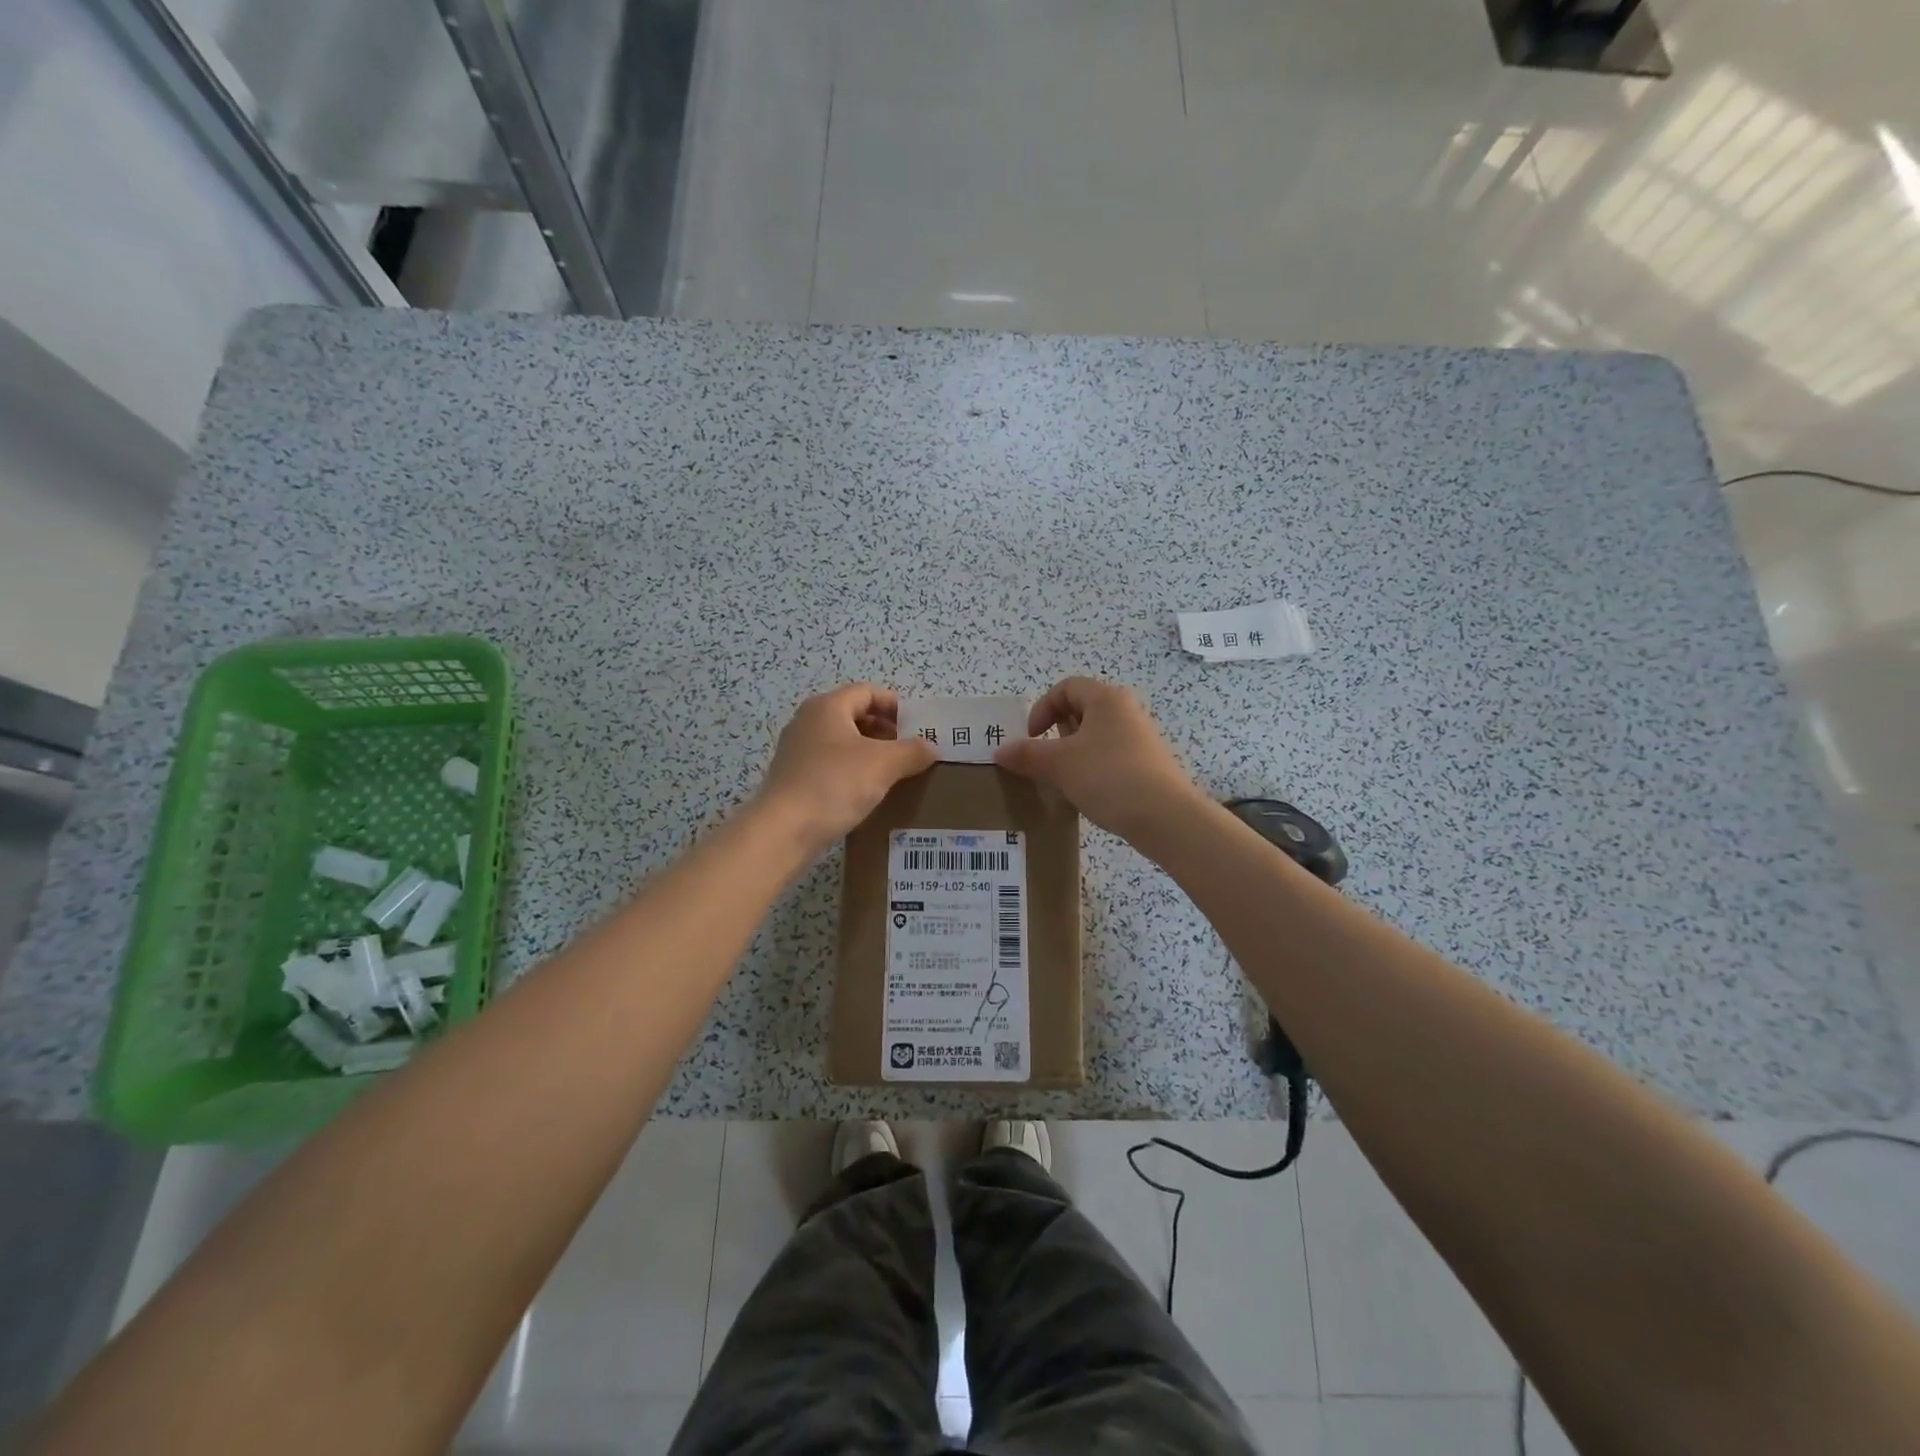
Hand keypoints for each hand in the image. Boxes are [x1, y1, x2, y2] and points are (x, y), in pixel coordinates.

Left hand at [753, 684, 936, 853]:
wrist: (784, 830)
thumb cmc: (835, 784)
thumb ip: (912, 751)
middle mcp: (808, 721)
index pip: (867, 692)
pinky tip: (866, 793)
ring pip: (842, 742)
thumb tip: (930, 747)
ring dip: (869, 753)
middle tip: (909, 752)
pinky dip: (851, 771)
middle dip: (885, 731)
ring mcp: (797, 750)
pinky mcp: (793, 777)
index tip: (917, 728)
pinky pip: (830, 765)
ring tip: (893, 774)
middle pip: (854, 715)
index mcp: (827, 707)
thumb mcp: (884, 765)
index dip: (895, 705)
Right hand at [993, 676, 1204, 840]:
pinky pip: (1111, 757)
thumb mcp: (1059, 764)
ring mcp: (1141, 738)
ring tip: (1063, 778)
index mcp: (1106, 698)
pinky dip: (1093, 768)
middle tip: (1046, 758)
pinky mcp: (1147, 765)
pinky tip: (1088, 793)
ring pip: (1096, 735)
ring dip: (1074, 752)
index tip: (1032, 737)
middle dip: (1057, 731)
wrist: (1165, 817)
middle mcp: (1126, 711)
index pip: (1066, 687)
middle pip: (1082, 709)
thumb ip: (1027, 754)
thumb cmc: (1108, 776)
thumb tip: (999, 751)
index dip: (1042, 708)